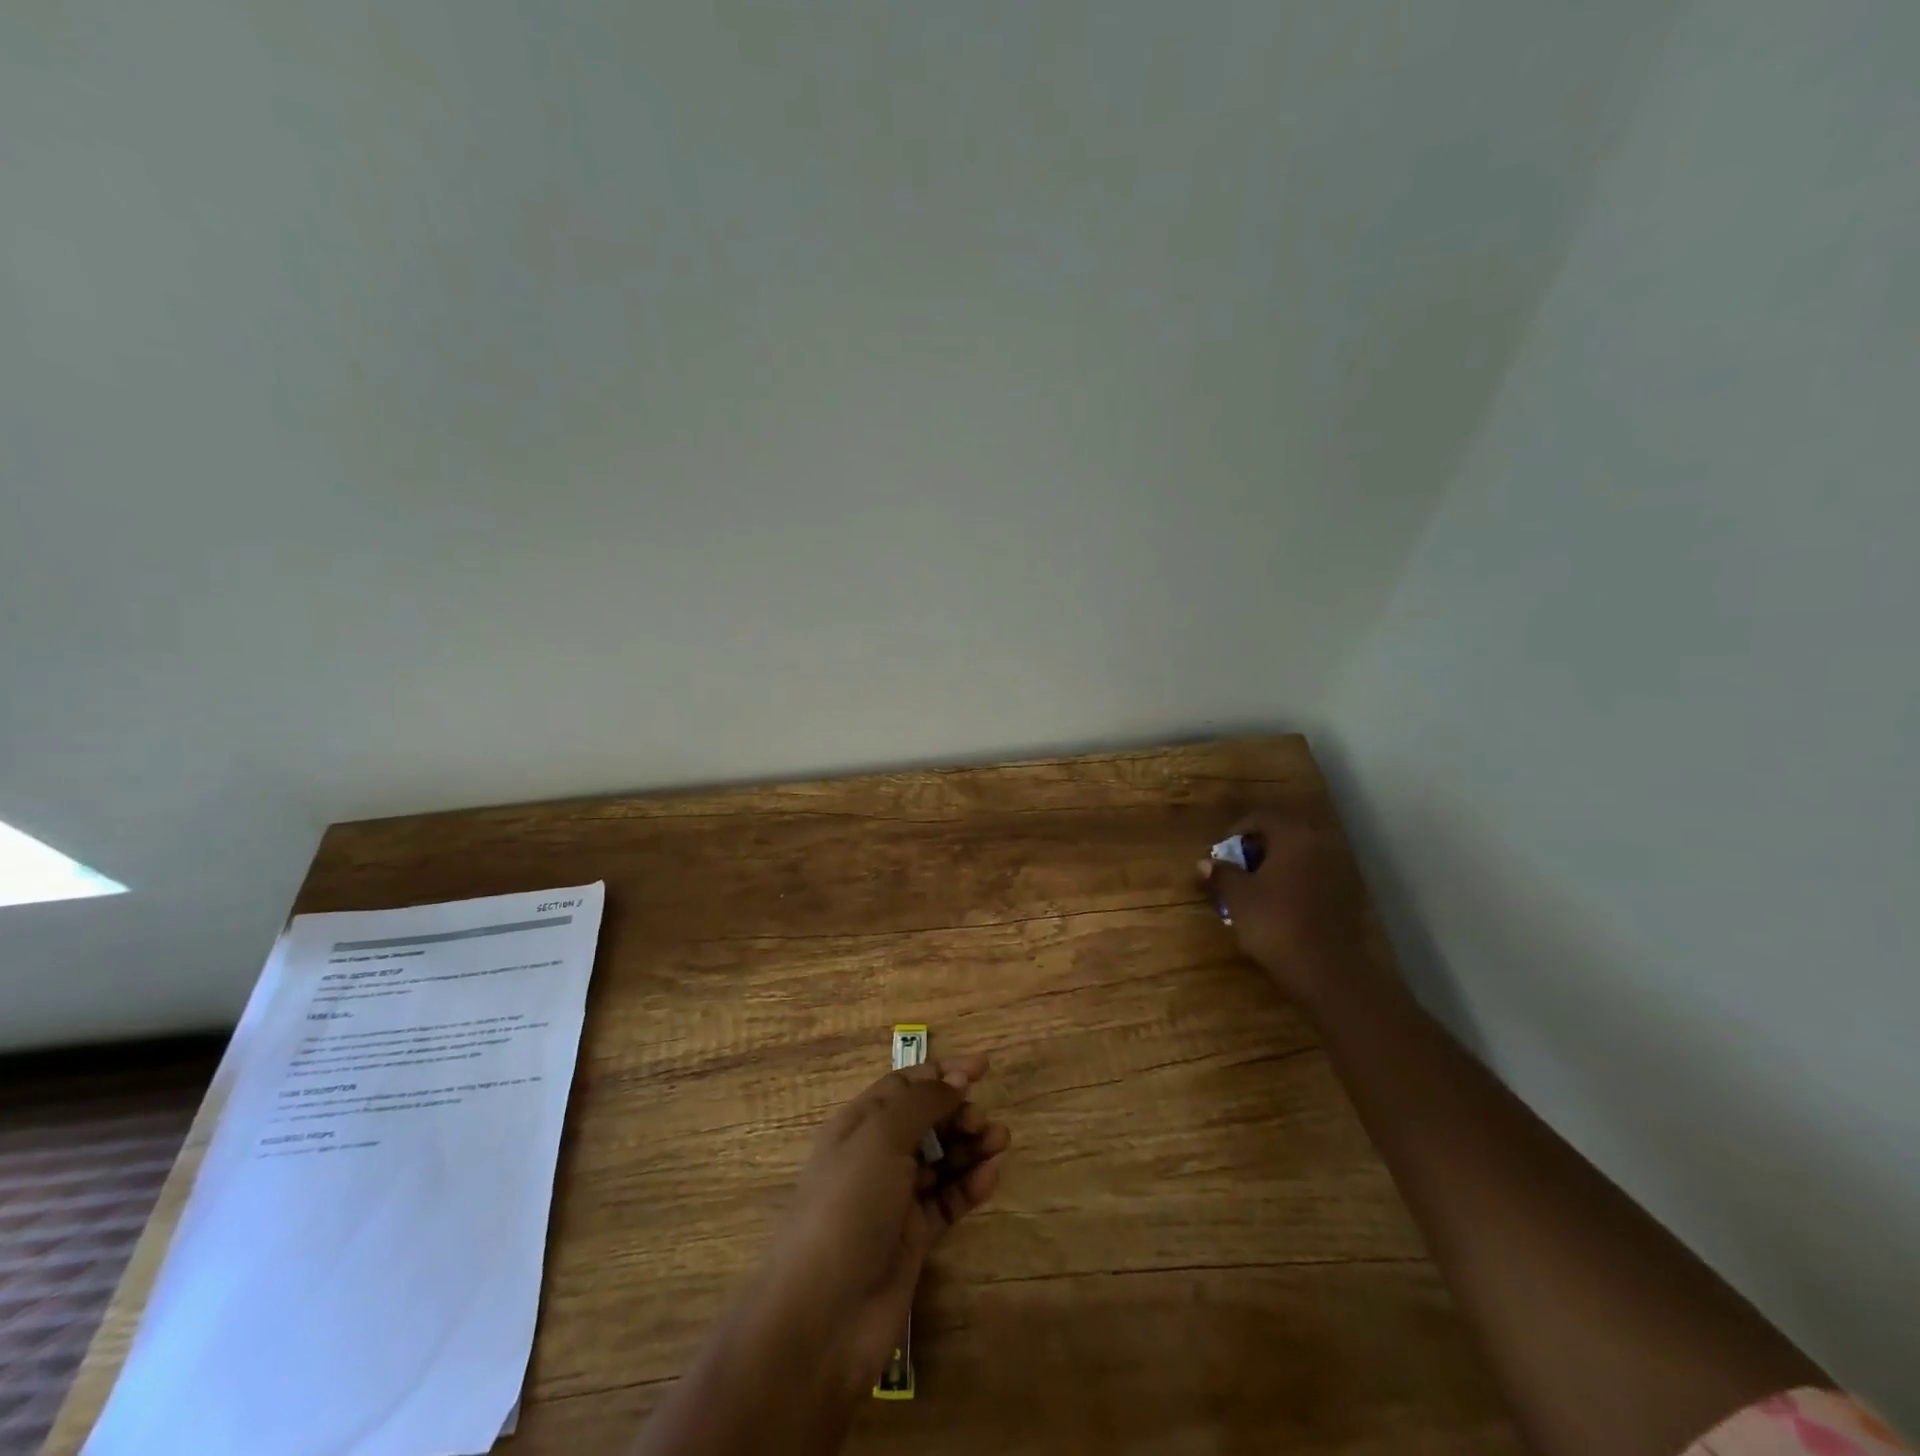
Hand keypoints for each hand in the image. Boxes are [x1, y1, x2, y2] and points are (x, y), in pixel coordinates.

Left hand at [756, 1054, 1010, 1397]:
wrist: (822, 1317)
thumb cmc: (848, 1206)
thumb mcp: (881, 1137)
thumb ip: (922, 1102)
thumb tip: (955, 1079)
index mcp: (859, 1124)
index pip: (904, 1085)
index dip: (941, 1072)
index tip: (982, 1068)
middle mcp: (876, 1156)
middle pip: (926, 1120)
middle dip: (958, 1111)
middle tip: (983, 1120)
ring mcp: (894, 1199)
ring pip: (941, 1159)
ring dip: (970, 1146)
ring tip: (1000, 1141)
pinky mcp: (912, 1239)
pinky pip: (947, 1200)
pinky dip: (969, 1185)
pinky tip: (991, 1175)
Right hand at [1198, 807, 1376, 1007]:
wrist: (1326, 968)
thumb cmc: (1275, 923)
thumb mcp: (1238, 897)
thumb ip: (1222, 874)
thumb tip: (1205, 863)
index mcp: (1293, 836)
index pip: (1263, 817)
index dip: (1238, 830)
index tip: (1223, 851)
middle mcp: (1320, 843)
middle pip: (1286, 832)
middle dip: (1261, 844)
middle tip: (1240, 864)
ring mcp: (1339, 868)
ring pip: (1303, 853)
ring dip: (1280, 862)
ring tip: (1259, 884)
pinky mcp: (1348, 894)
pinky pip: (1317, 873)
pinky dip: (1298, 879)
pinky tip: (1283, 901)